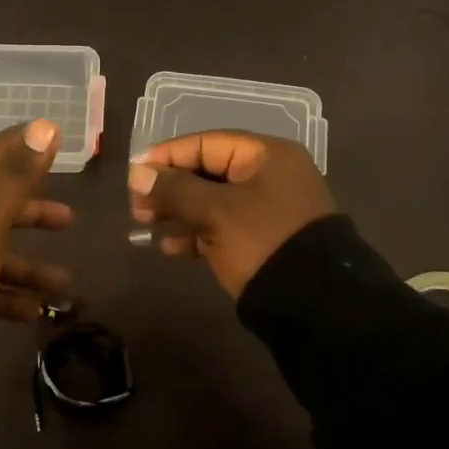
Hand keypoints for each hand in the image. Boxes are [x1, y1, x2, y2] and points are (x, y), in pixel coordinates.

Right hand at [127, 131, 334, 297]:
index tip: (134, 175)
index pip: (205, 143)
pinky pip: (220, 227)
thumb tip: (137, 173)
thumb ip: (174, 190)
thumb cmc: (262, 242)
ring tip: (143, 224)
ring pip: (211, 201)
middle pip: (206, 171)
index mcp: (265, 156)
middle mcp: (267, 176)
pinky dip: (194, 233)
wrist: (314, 304)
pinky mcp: (261, 239)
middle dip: (168, 187)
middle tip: (136, 206)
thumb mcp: (216, 212)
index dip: (166, 157)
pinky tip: (167, 247)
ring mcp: (266, 209)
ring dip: (177, 211)